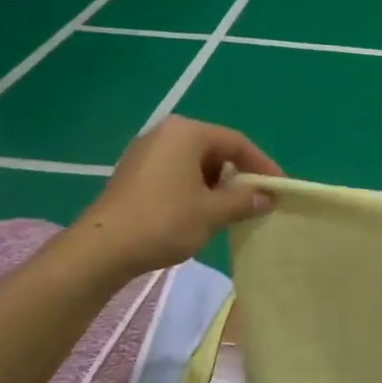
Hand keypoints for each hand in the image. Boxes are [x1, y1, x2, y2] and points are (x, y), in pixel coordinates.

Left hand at [63, 117, 280, 282]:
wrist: (102, 249)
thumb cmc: (164, 222)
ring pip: (195, 162)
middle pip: (215, 149)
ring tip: (231, 209)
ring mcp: (145, 152)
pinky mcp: (133, 173)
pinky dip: (194, 188)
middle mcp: (165, 133)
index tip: (279, 187)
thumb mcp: (213, 212)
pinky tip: (200, 213)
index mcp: (187, 133)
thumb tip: (268, 196)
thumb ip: (245, 200)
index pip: (237, 142)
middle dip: (238, 174)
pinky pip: (175, 172)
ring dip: (217, 184)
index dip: (262, 165)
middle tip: (256, 199)